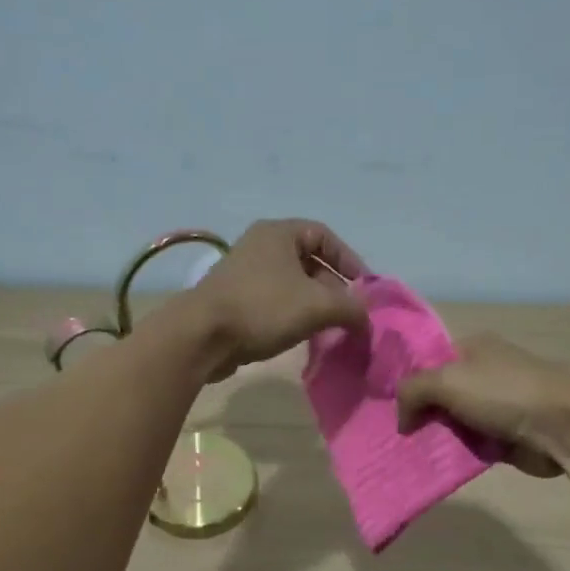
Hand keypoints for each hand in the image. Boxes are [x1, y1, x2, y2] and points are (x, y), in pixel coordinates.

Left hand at [185, 219, 368, 378]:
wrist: (201, 335)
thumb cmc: (262, 308)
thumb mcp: (317, 306)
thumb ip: (351, 309)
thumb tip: (367, 321)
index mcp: (279, 233)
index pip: (325, 236)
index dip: (349, 260)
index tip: (364, 288)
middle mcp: (260, 246)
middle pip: (309, 261)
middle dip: (333, 288)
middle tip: (347, 314)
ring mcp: (244, 273)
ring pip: (292, 284)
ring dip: (314, 305)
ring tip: (328, 328)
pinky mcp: (234, 299)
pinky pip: (274, 301)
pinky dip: (292, 315)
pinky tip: (301, 336)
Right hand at [397, 334, 569, 477]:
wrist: (564, 426)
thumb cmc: (504, 392)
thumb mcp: (447, 380)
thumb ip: (412, 391)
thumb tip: (401, 419)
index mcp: (472, 347)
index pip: (428, 360)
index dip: (407, 381)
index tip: (383, 405)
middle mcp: (484, 373)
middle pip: (438, 393)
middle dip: (418, 413)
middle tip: (390, 434)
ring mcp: (496, 406)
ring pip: (452, 422)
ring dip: (435, 437)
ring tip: (405, 452)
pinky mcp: (505, 436)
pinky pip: (470, 445)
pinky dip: (455, 454)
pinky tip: (432, 464)